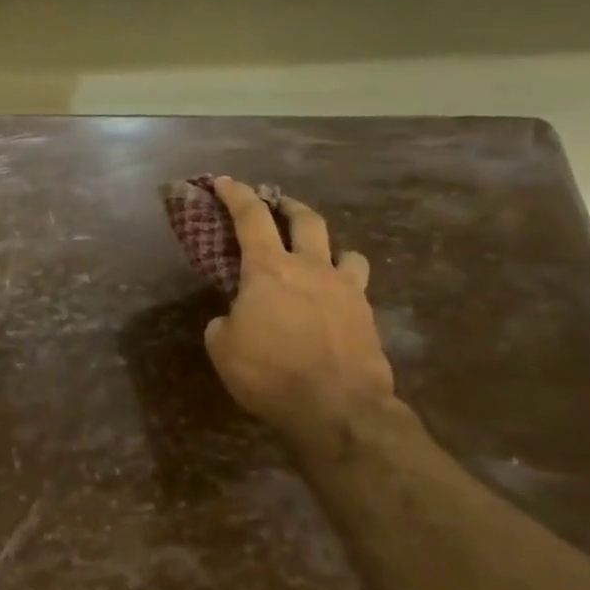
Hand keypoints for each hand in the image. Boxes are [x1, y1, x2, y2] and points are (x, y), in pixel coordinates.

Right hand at [203, 180, 395, 450]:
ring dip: (327, 246)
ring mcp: (346, 290)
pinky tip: (334, 300)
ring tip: (318, 256)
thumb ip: (224, 322)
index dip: (235, 194)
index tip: (224, 182)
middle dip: (287, 206)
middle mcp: (310, 268)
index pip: (250, 216)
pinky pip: (357, 285)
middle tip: (276, 205)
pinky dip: (343, 283)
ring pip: (344, 249)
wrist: (338, 408)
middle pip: (305, 219)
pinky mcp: (367, 315)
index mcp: (268, 269)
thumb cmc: (269, 373)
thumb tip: (234, 318)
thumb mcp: (222, 347)